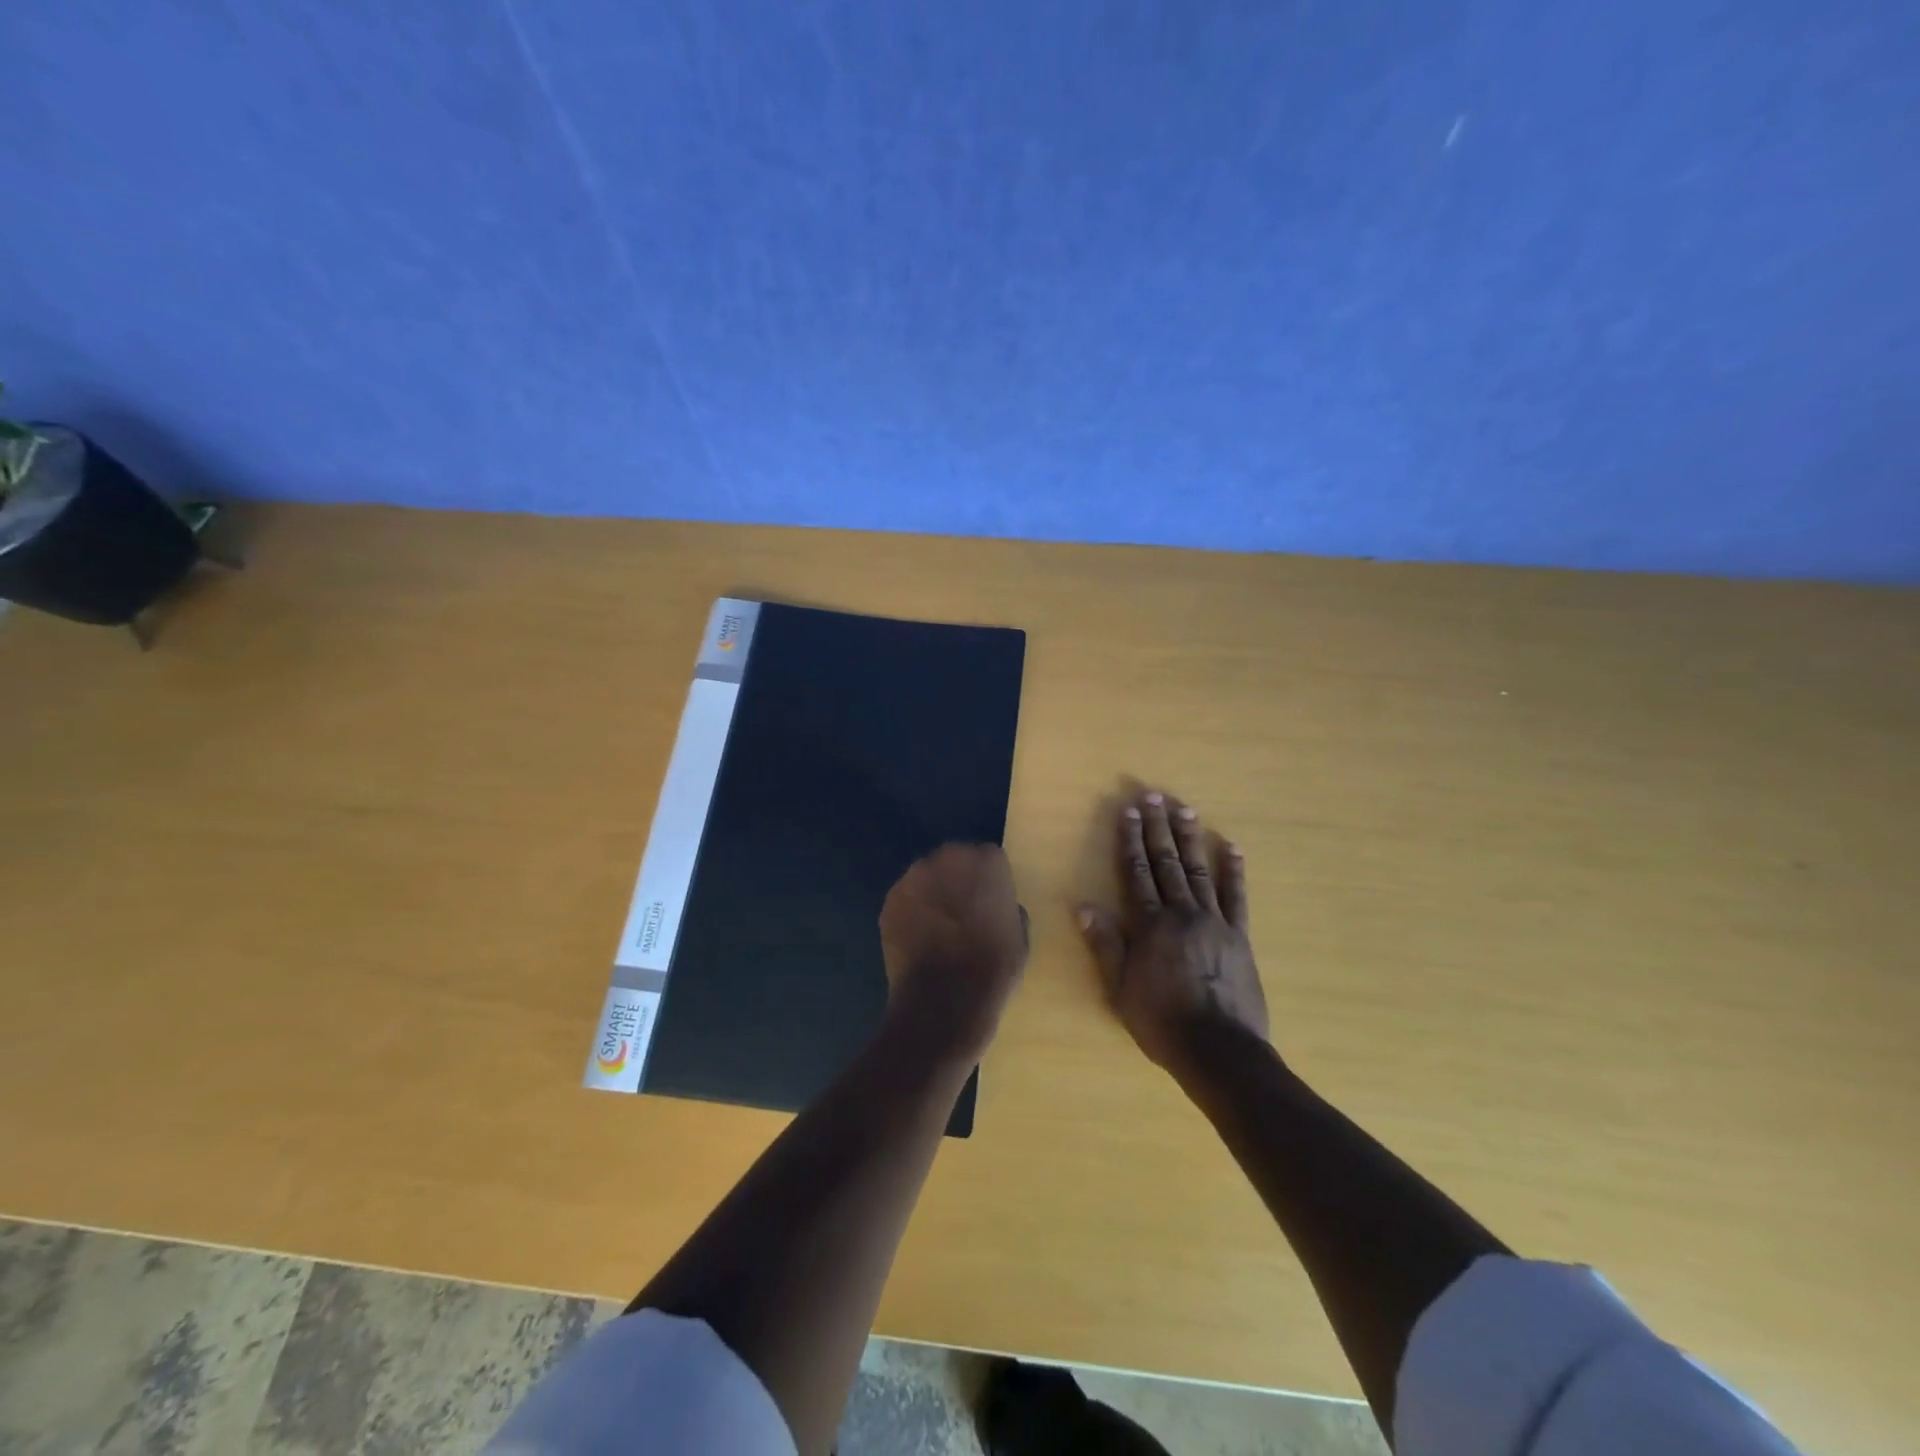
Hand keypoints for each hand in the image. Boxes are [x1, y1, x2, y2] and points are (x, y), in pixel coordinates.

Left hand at [880, 844, 1029, 1065]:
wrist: (945, 999)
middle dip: (958, 880)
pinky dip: (911, 912)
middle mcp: (948, 858)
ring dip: (932, 893)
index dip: (990, 881)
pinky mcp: (890, 899)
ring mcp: (915, 877)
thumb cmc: (993, 968)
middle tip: (963, 912)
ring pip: (926, 877)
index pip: (990, 858)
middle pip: (955, 860)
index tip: (990, 902)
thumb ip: (1009, 908)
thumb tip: (998, 908)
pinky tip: (918, 938)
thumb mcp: (1020, 936)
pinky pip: (906, 899)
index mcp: (987, 862)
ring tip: (937, 927)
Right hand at [1078, 790, 1269, 1074]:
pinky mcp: (1239, 936)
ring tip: (1185, 809)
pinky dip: (1233, 871)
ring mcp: (1215, 922)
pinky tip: (1231, 848)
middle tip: (1154, 796)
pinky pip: (1237, 897)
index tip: (1128, 811)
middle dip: (1158, 828)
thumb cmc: (1162, 1022)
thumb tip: (1083, 906)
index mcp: (1151, 925)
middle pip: (1167, 863)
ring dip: (1190, 839)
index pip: (1136, 872)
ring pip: (1199, 871)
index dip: (1130, 840)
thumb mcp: (1120, 988)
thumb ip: (1105, 944)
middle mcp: (1182, 914)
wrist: (1219, 1050)